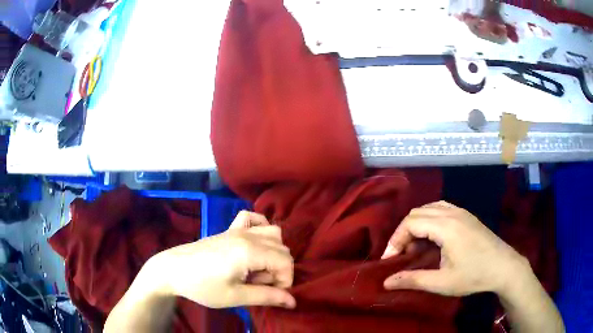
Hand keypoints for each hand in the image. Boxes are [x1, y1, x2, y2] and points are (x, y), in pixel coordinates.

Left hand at [147, 211, 295, 308]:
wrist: (173, 269)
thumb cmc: (202, 286)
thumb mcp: (235, 297)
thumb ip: (266, 297)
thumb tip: (292, 301)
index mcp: (249, 252)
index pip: (285, 262)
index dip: (285, 281)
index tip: (271, 294)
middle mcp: (248, 236)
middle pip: (282, 248)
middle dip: (279, 270)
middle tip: (260, 285)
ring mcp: (238, 229)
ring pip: (273, 233)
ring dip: (274, 252)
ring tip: (257, 269)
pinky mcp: (229, 229)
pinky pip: (252, 218)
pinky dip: (260, 227)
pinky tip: (255, 242)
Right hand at [382, 201, 528, 296]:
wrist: (504, 267)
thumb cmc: (474, 275)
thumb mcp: (442, 283)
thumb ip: (413, 280)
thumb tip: (386, 282)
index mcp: (446, 226)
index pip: (410, 223)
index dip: (395, 240)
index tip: (390, 260)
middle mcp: (452, 212)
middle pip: (417, 213)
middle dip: (403, 233)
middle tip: (401, 255)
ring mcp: (461, 211)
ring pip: (429, 208)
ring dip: (416, 225)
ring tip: (415, 247)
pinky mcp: (466, 215)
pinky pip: (441, 209)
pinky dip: (429, 220)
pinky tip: (432, 237)